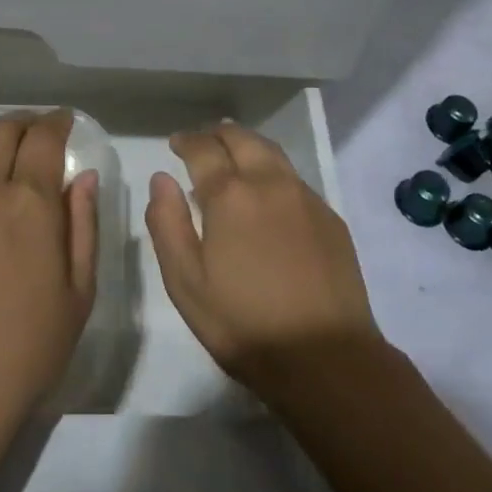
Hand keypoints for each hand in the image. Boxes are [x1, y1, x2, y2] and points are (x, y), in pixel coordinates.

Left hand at [0, 108, 97, 491]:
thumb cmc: (24, 352)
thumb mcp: (77, 294)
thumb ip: (83, 226)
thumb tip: (83, 178)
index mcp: (27, 204)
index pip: (43, 138)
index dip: (58, 122)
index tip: (66, 121)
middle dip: (24, 122)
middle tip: (39, 132)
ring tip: (5, 147)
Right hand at [145, 122, 382, 400]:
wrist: (327, 358)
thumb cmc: (245, 324)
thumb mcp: (186, 283)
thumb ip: (167, 224)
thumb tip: (161, 178)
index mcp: (230, 195)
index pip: (203, 150)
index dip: (186, 141)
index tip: (176, 143)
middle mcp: (270, 183)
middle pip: (242, 139)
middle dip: (218, 134)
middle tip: (203, 142)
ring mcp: (305, 198)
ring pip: (272, 153)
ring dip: (247, 146)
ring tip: (233, 157)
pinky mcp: (330, 217)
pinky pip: (294, 179)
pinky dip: (273, 172)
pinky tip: (268, 196)